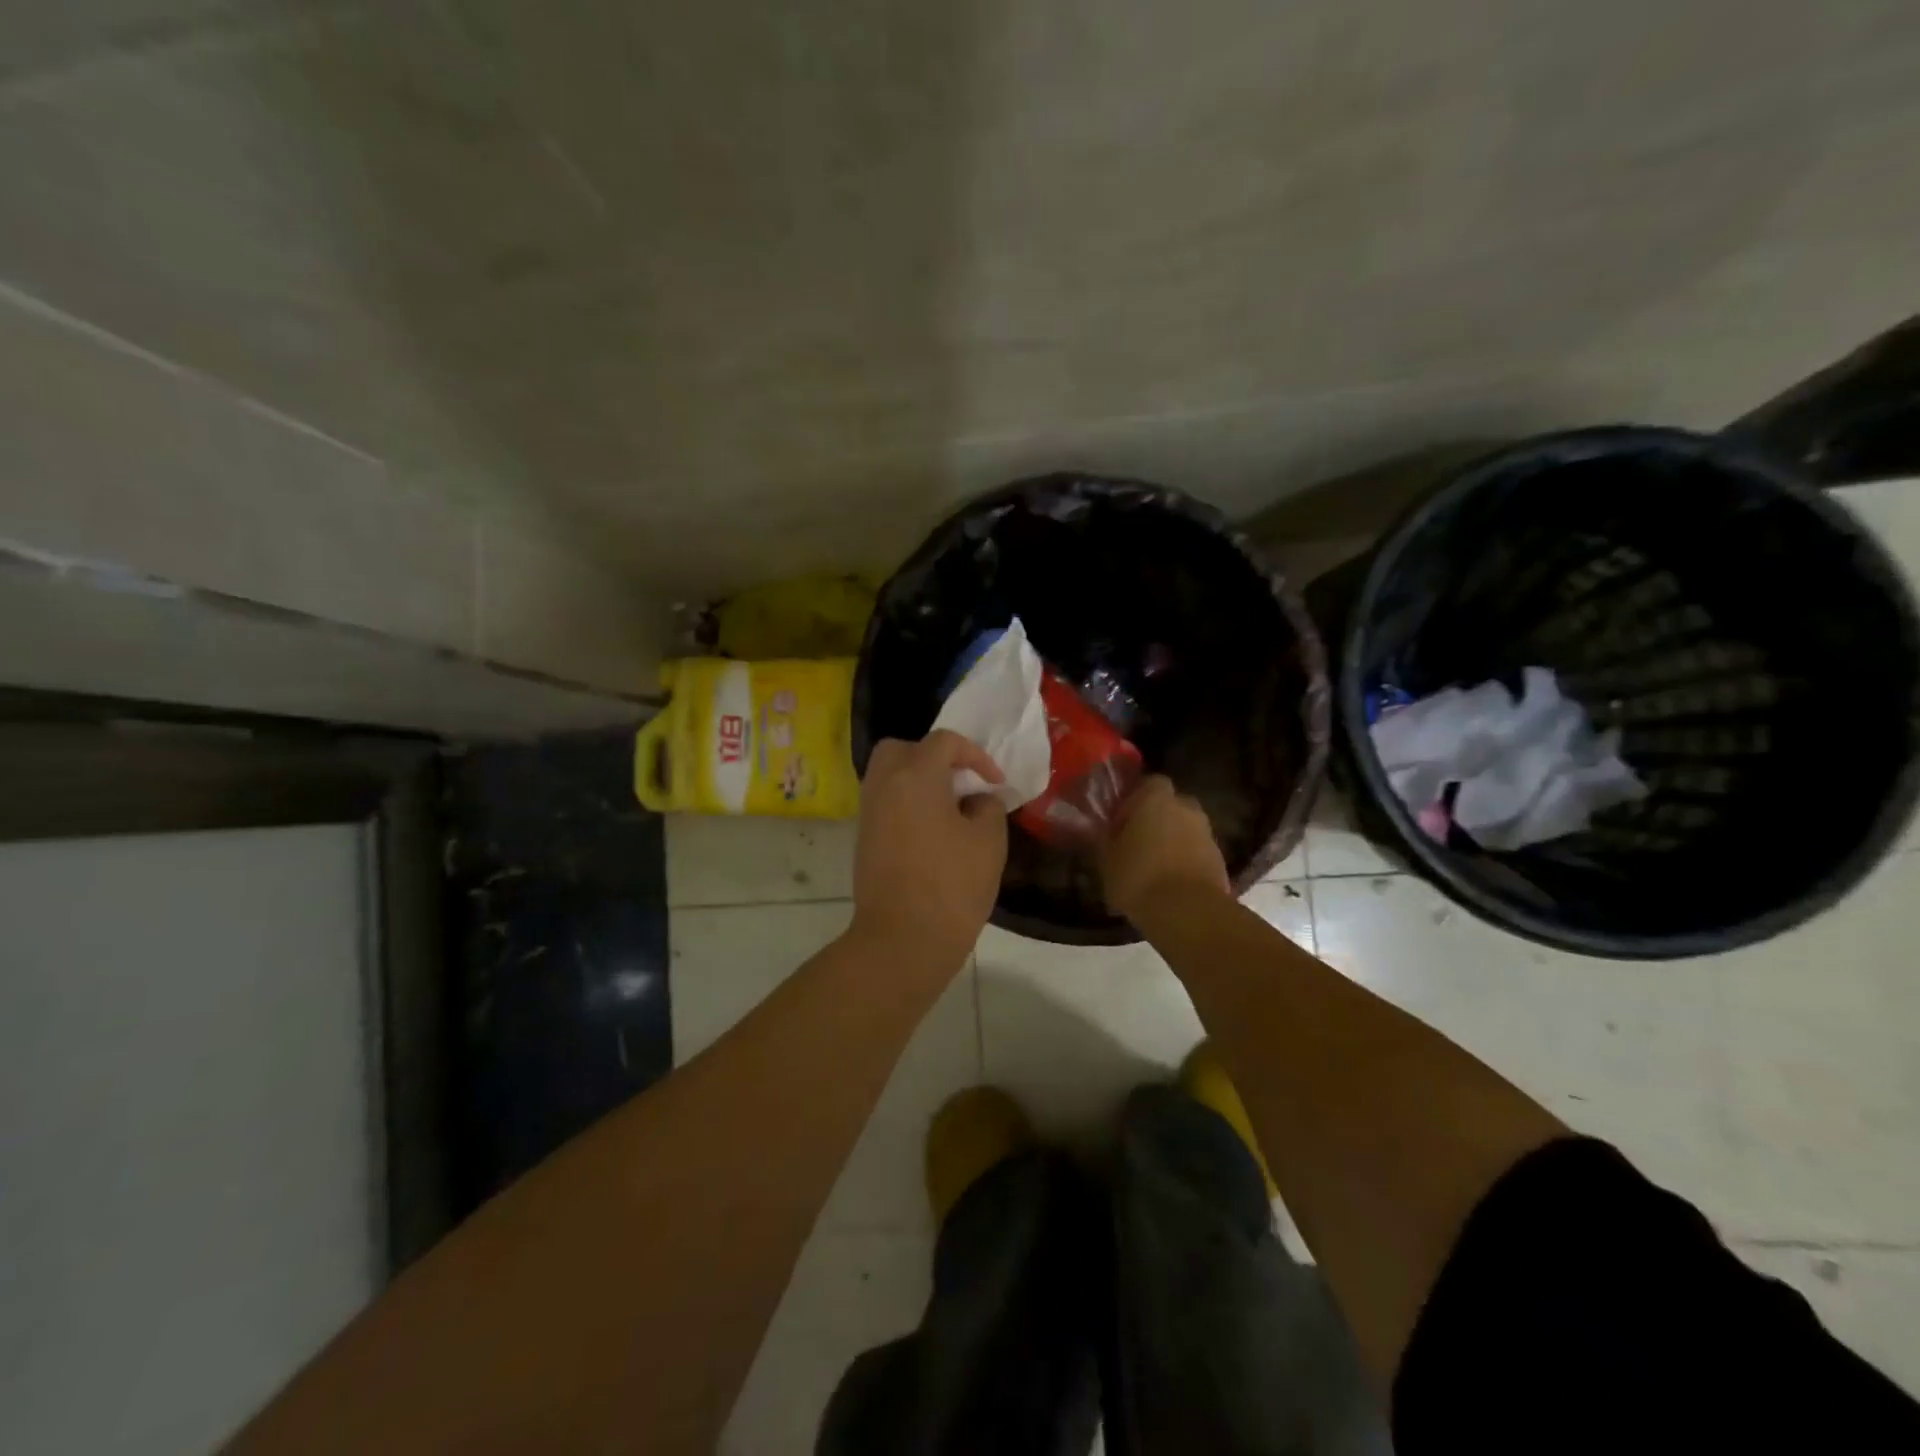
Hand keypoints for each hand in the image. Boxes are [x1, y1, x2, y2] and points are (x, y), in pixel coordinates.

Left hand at [850, 731, 1008, 974]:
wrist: (902, 939)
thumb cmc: (951, 885)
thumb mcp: (988, 841)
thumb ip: (987, 807)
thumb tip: (976, 800)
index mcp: (915, 775)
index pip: (944, 741)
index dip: (975, 755)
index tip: (995, 783)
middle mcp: (884, 784)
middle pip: (902, 748)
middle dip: (933, 756)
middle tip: (960, 780)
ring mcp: (869, 812)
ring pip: (888, 775)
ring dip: (918, 779)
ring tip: (949, 806)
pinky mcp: (864, 838)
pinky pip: (884, 801)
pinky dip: (906, 802)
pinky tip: (932, 829)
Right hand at [1099, 774, 1230, 921]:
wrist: (1187, 912)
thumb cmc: (1138, 877)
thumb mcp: (1106, 858)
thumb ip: (1104, 837)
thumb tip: (1100, 829)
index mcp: (1155, 798)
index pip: (1148, 782)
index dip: (1134, 798)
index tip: (1121, 819)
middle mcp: (1185, 807)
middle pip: (1170, 804)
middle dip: (1157, 818)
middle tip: (1138, 841)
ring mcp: (1207, 832)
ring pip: (1185, 828)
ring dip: (1173, 840)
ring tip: (1153, 866)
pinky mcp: (1220, 859)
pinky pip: (1197, 851)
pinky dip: (1186, 860)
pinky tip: (1170, 881)